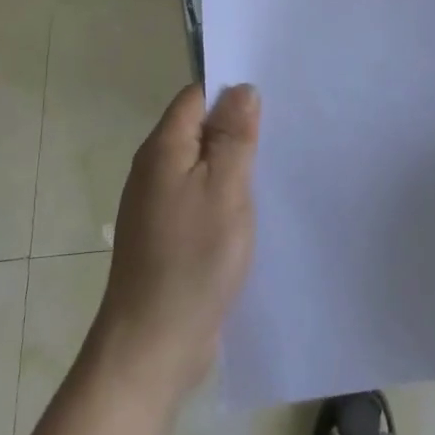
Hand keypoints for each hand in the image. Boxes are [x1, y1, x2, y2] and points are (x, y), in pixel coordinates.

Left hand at [92, 83, 260, 399]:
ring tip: (274, 168)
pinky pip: (199, 197)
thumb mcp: (226, 189)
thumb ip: (234, 136)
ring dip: (232, 165)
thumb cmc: (193, 259)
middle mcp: (154, 169)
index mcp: (163, 149)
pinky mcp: (166, 236)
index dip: (231, 93)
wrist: (152, 346)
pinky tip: (251, 210)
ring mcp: (157, 205)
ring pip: (201, 166)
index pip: (196, 97)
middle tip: (282, 133)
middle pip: (198, 130)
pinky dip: (224, 196)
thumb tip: (241, 89)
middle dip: (236, 129)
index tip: (271, 100)